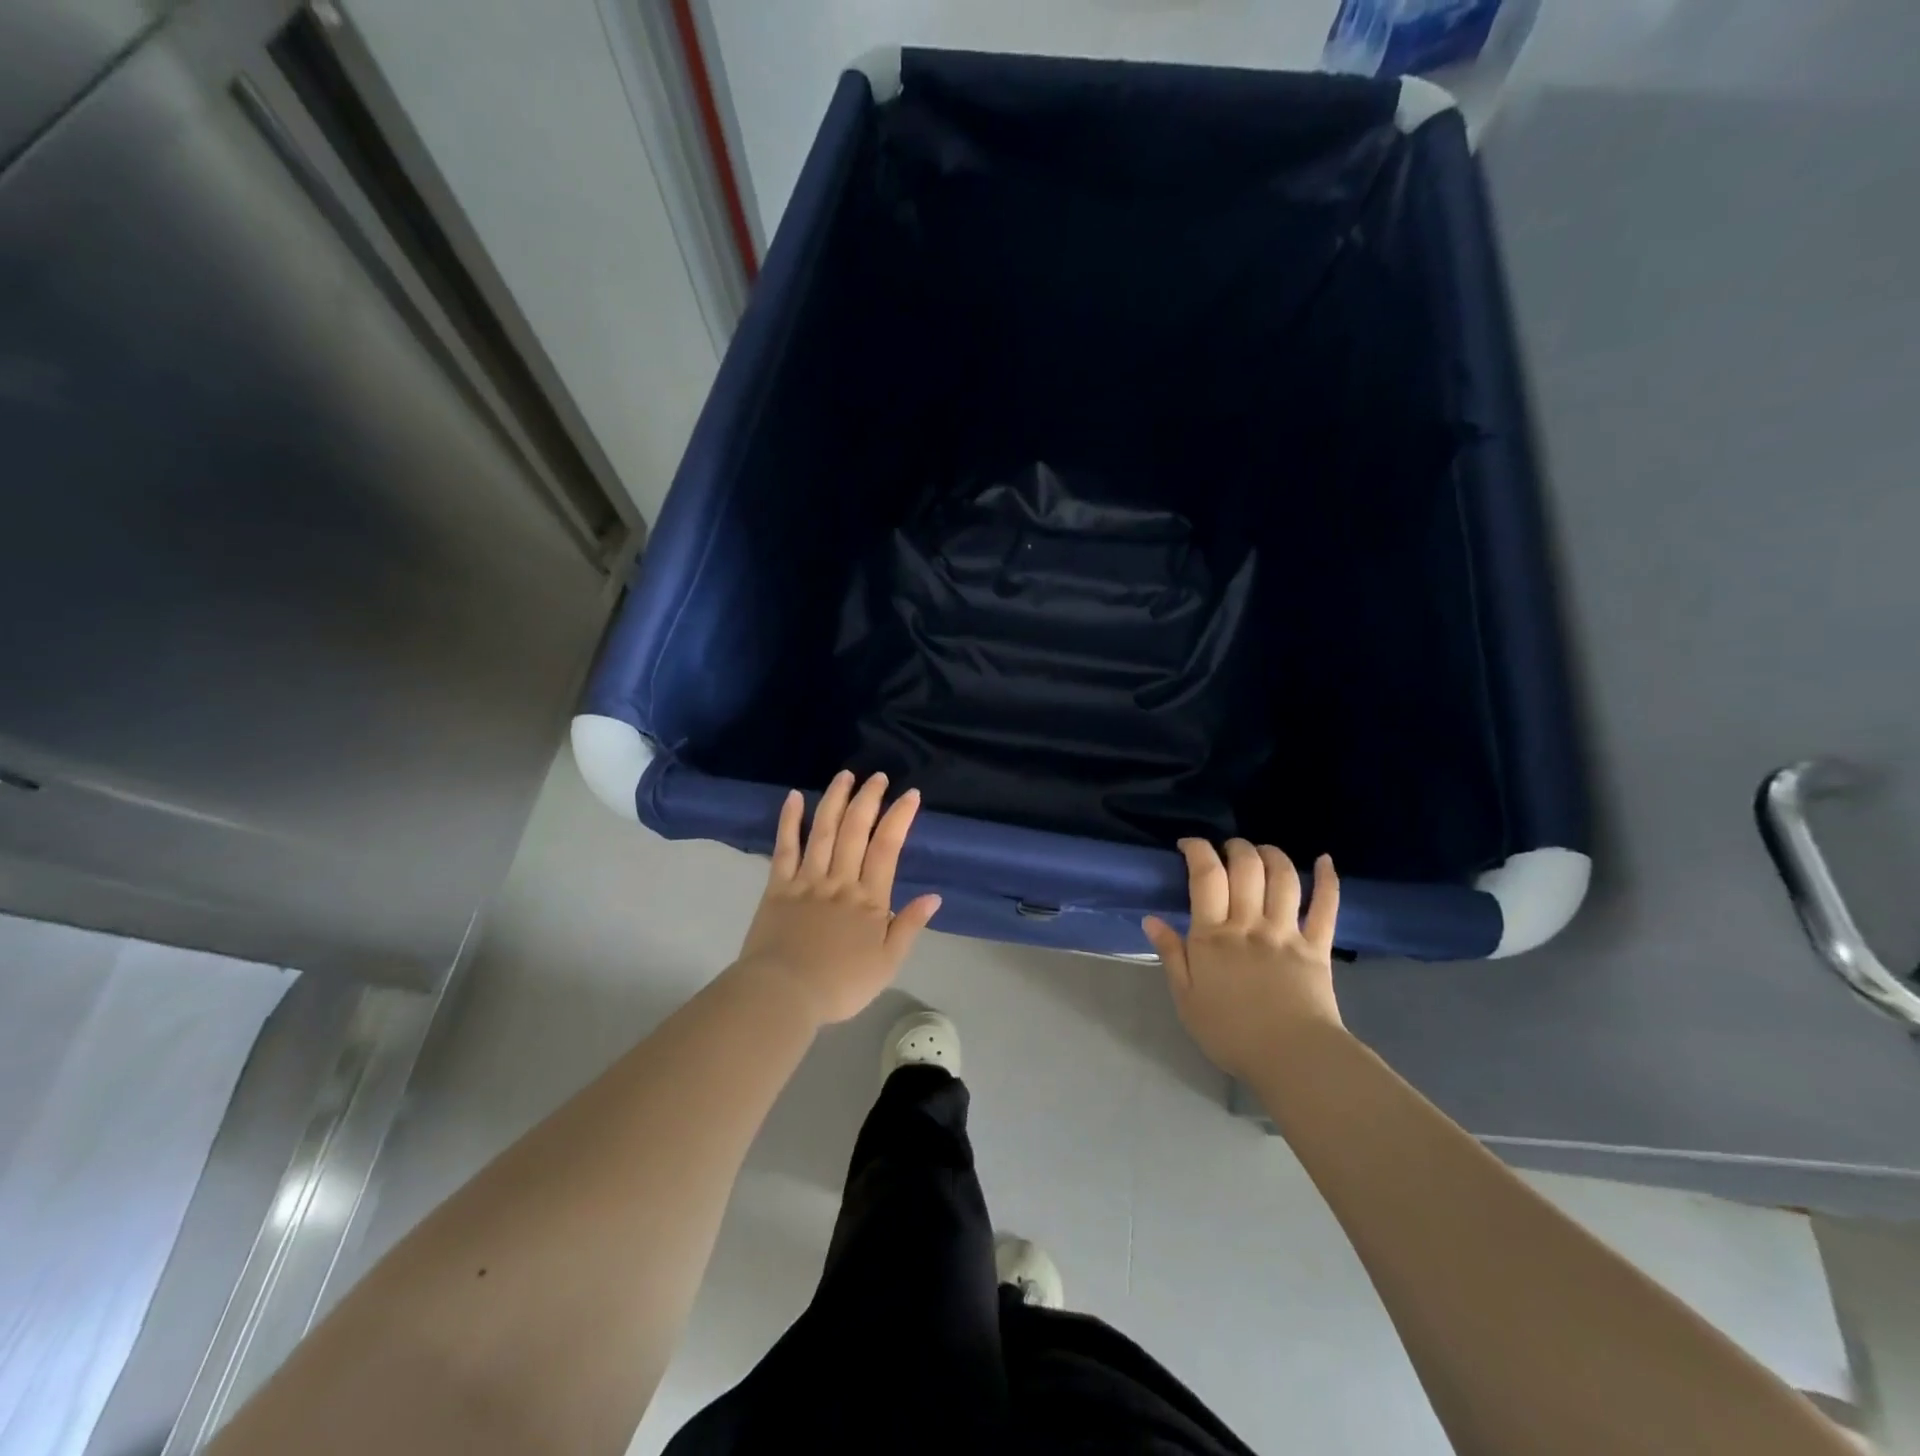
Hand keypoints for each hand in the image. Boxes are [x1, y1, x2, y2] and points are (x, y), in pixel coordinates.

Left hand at [735, 770, 941, 1026]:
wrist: (784, 994)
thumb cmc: (841, 984)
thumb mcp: (888, 963)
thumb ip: (909, 926)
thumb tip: (934, 897)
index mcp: (869, 898)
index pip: (888, 847)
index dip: (900, 817)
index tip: (911, 795)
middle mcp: (840, 880)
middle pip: (855, 830)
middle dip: (869, 799)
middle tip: (878, 776)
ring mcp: (807, 880)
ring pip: (823, 830)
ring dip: (835, 799)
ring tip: (845, 776)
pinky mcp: (778, 886)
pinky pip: (785, 847)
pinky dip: (789, 820)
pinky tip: (794, 797)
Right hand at [1144, 839, 1342, 1080]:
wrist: (1292, 1060)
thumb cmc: (1230, 1033)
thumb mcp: (1186, 999)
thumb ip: (1171, 955)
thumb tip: (1151, 919)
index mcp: (1214, 936)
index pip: (1205, 876)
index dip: (1198, 850)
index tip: (1188, 844)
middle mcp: (1250, 924)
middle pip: (1246, 868)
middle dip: (1235, 847)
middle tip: (1227, 848)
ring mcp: (1287, 933)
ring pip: (1283, 879)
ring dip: (1273, 855)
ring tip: (1263, 850)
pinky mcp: (1318, 947)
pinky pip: (1326, 907)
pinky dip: (1327, 880)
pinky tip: (1325, 861)